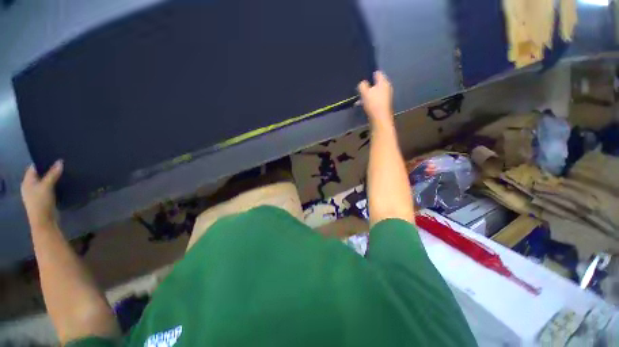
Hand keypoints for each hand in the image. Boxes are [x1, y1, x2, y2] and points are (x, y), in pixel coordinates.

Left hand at [21, 160, 62, 228]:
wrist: (44, 221)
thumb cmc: (41, 202)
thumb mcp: (47, 186)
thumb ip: (53, 174)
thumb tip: (60, 161)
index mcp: (27, 182)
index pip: (34, 167)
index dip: (43, 162)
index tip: (54, 158)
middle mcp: (30, 186)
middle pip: (39, 175)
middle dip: (49, 170)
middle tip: (61, 165)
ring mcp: (36, 194)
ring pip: (45, 182)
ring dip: (53, 178)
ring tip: (63, 174)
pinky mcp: (43, 199)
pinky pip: (48, 188)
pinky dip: (54, 185)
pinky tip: (61, 184)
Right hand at [358, 71, 393, 125]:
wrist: (380, 118)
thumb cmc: (373, 103)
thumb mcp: (364, 92)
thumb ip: (362, 85)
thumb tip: (362, 83)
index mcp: (383, 81)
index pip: (377, 73)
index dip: (370, 74)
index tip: (363, 78)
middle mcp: (386, 87)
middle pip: (376, 83)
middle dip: (368, 86)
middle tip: (360, 90)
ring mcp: (386, 95)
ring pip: (375, 92)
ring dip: (368, 94)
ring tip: (360, 99)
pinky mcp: (384, 103)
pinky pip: (376, 98)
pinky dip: (370, 100)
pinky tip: (364, 104)